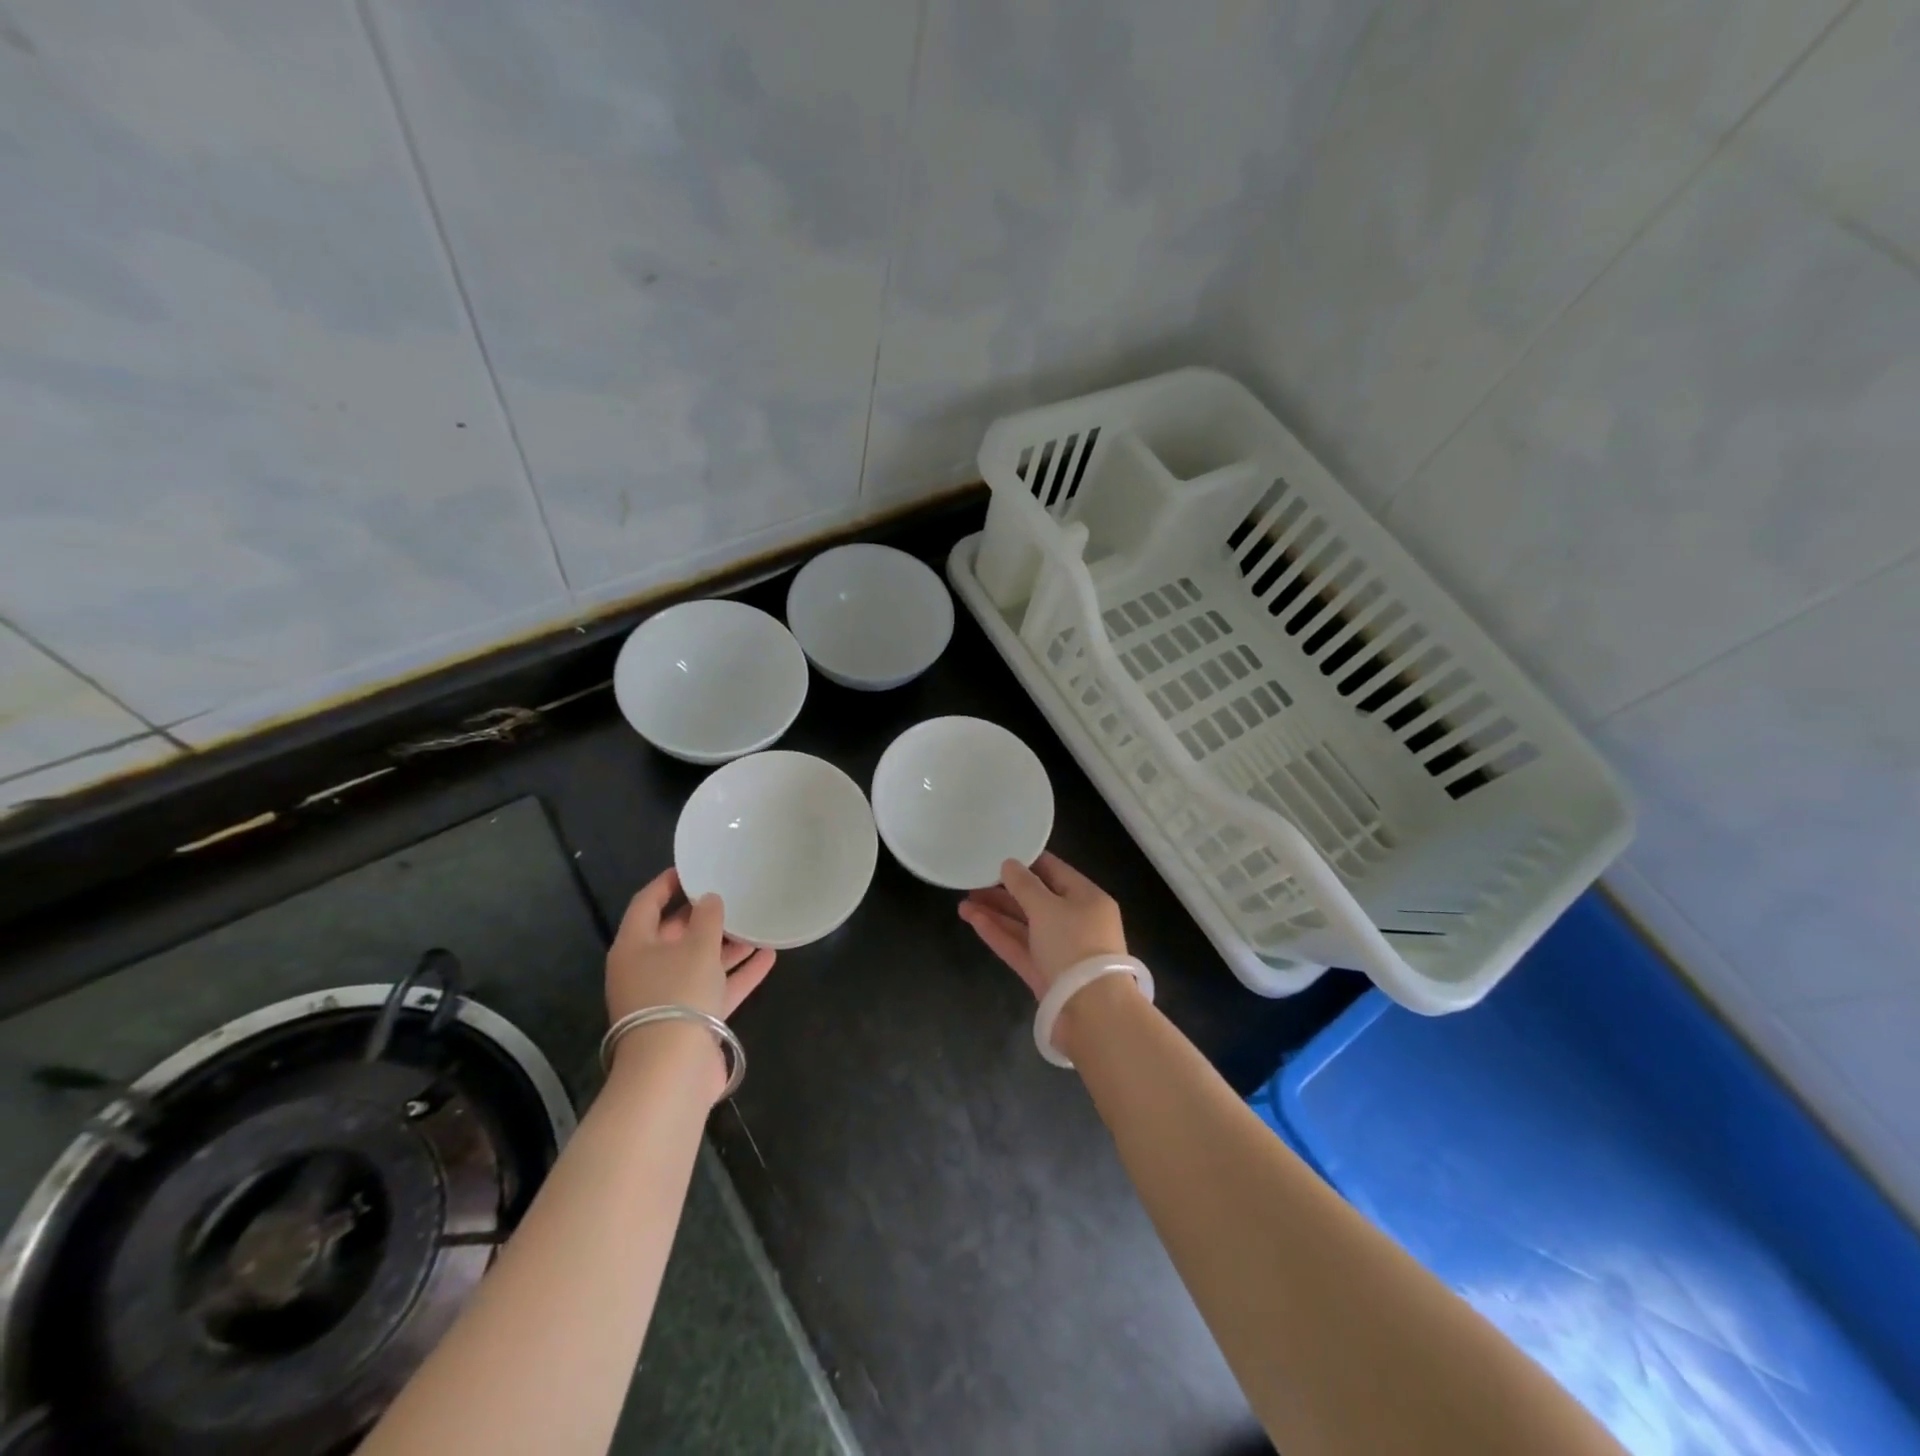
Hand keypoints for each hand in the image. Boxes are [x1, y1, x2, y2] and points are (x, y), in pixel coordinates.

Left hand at [606, 868, 775, 1023]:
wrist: (672, 1070)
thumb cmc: (677, 993)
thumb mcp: (697, 946)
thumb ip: (707, 918)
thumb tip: (709, 899)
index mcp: (634, 947)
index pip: (646, 903)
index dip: (668, 883)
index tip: (693, 868)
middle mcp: (646, 970)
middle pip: (674, 934)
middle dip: (703, 916)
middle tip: (732, 894)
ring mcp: (668, 997)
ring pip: (698, 962)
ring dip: (726, 945)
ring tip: (756, 923)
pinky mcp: (690, 1020)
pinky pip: (715, 988)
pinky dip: (738, 974)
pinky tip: (768, 956)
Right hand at [958, 852, 1127, 1000]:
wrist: (1092, 1013)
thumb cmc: (1074, 946)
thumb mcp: (1048, 907)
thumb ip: (1024, 885)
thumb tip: (1009, 864)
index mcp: (1087, 898)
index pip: (1054, 871)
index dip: (1026, 862)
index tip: (998, 853)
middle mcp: (1076, 921)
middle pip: (1036, 899)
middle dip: (1004, 890)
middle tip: (973, 881)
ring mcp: (1059, 949)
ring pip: (1024, 924)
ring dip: (995, 912)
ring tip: (963, 902)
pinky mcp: (1045, 974)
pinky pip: (1020, 946)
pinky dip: (998, 933)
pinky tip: (973, 920)